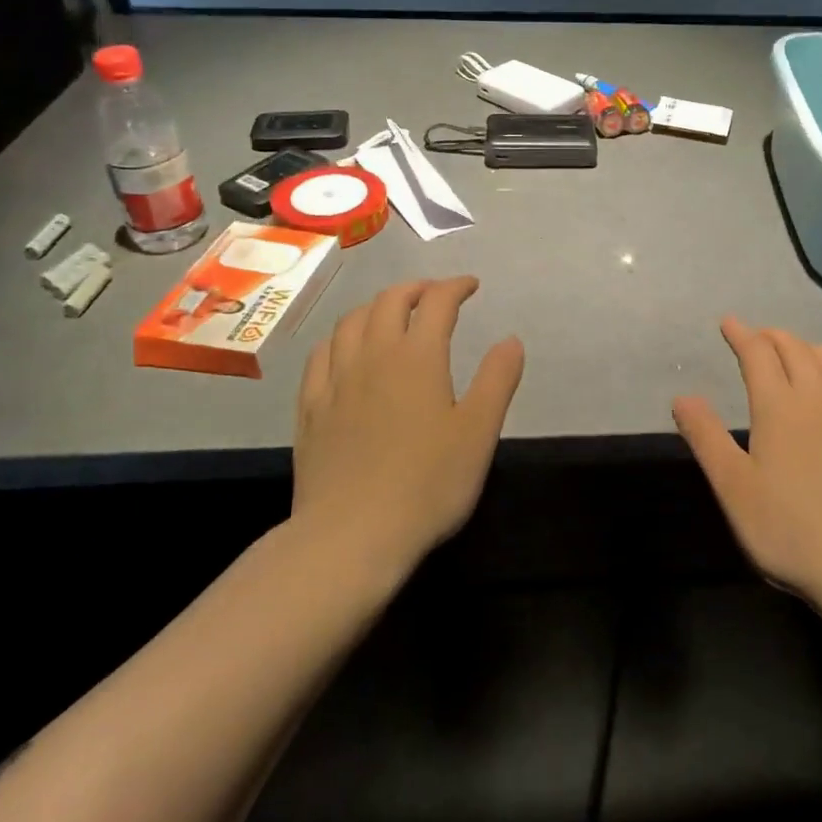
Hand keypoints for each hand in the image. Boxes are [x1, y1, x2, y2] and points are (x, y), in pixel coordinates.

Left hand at [292, 277, 524, 575]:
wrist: (352, 535)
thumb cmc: (427, 483)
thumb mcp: (478, 432)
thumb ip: (497, 380)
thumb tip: (510, 340)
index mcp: (417, 357)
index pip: (437, 302)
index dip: (455, 287)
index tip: (471, 286)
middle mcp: (373, 356)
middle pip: (389, 301)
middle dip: (415, 289)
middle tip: (434, 295)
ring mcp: (335, 380)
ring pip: (351, 322)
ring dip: (376, 306)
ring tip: (391, 313)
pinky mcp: (310, 408)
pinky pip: (321, 355)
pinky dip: (340, 338)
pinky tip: (344, 349)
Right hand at [673, 319, 821, 608]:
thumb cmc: (790, 532)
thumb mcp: (734, 489)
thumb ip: (706, 437)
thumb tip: (682, 396)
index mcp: (779, 406)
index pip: (758, 353)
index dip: (741, 334)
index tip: (728, 323)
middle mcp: (820, 397)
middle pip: (795, 348)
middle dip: (771, 336)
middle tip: (757, 340)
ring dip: (807, 348)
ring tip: (794, 355)